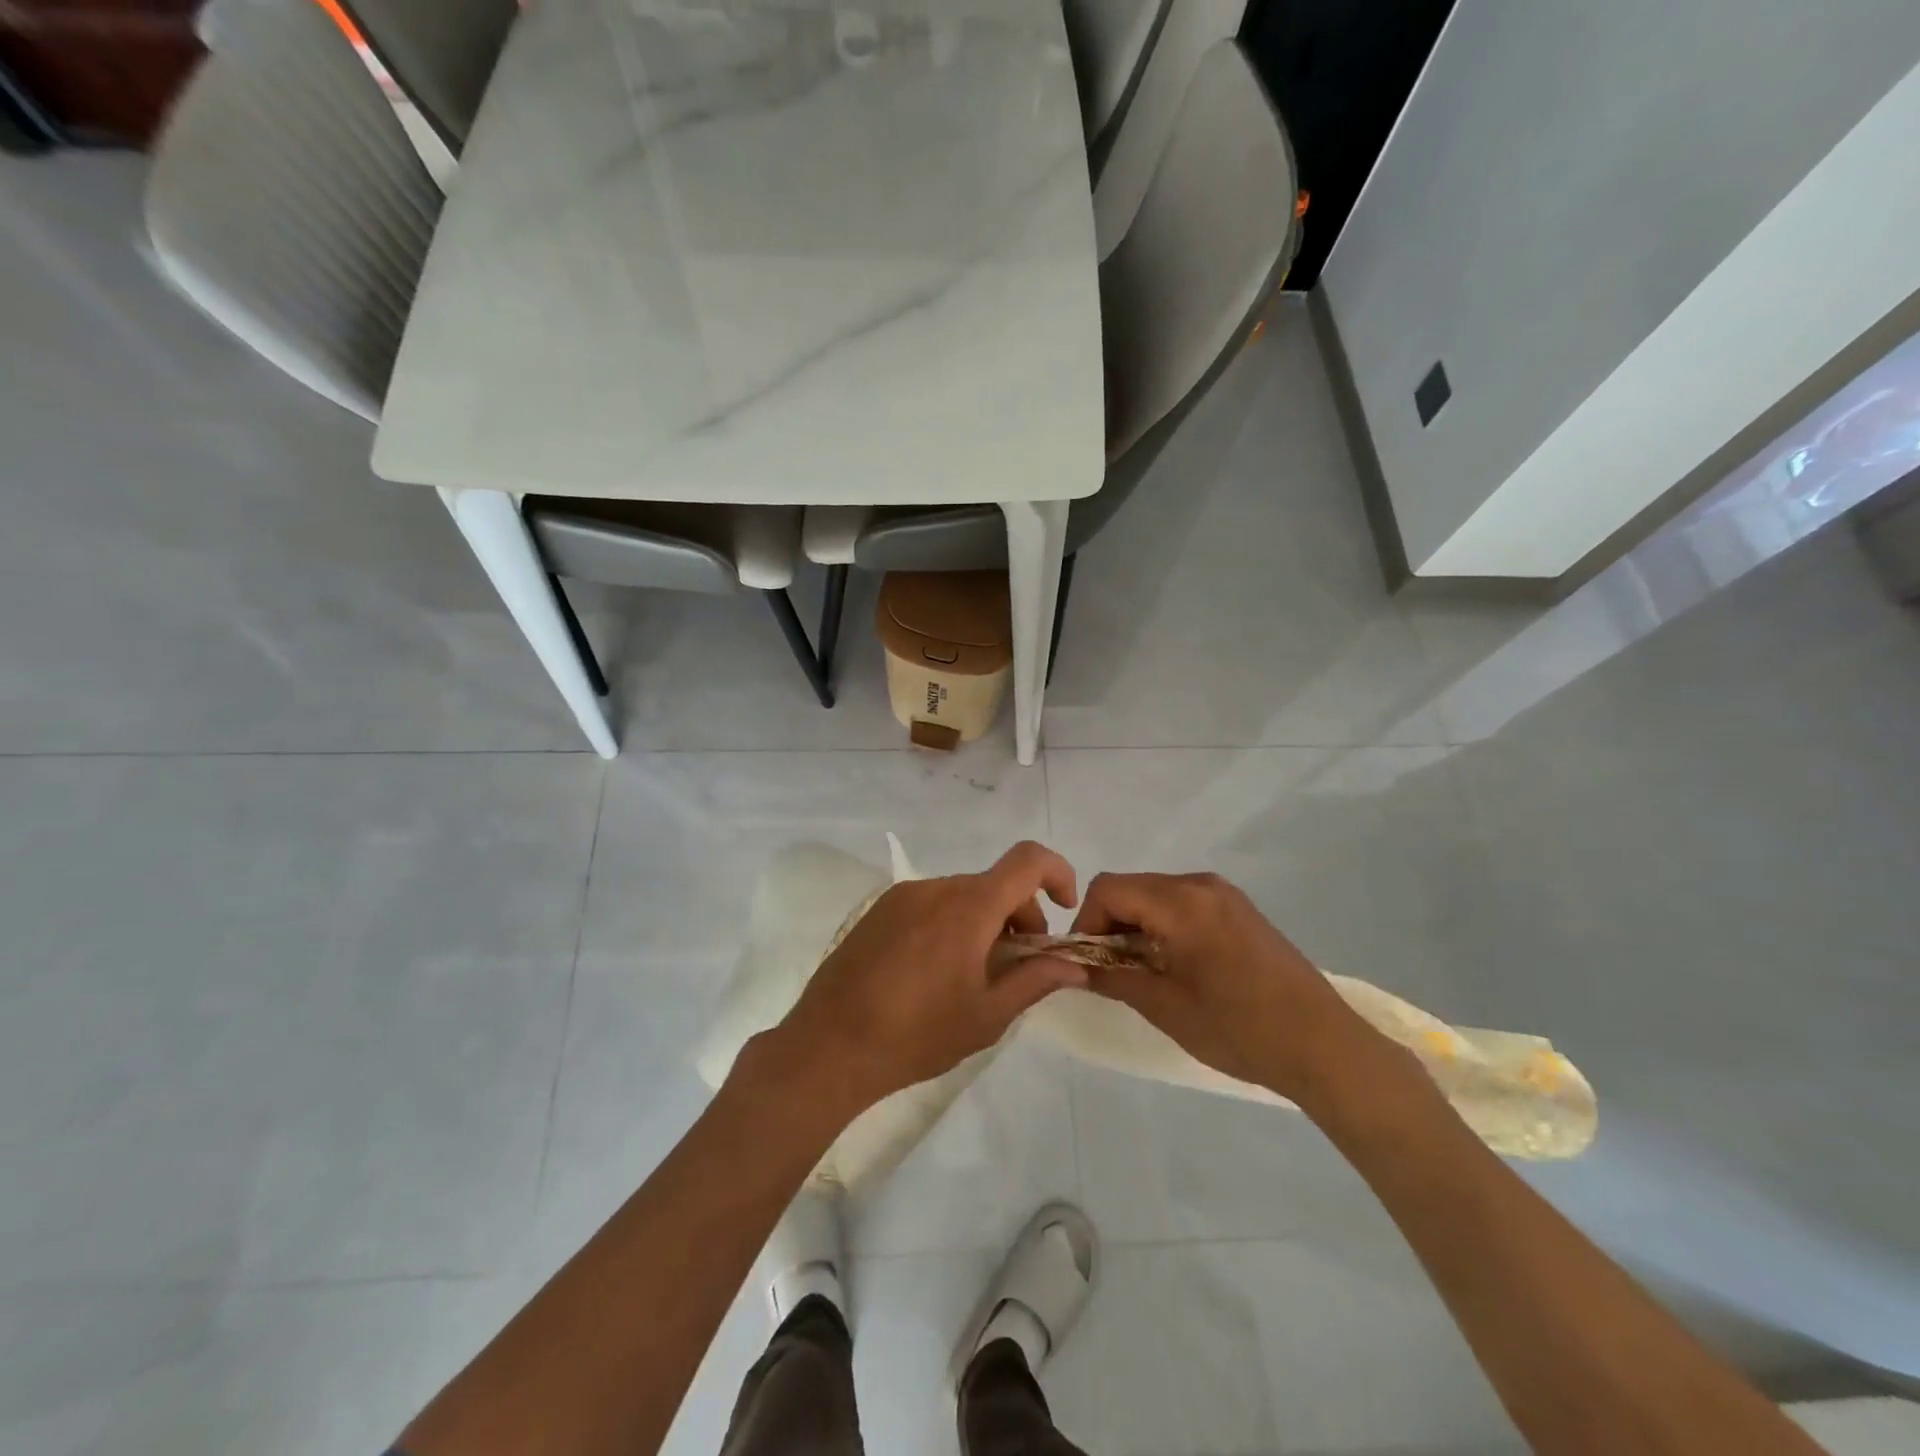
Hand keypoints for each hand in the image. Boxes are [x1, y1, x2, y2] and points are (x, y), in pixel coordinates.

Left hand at [751, 842, 1085, 1119]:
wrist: (829, 1045)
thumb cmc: (917, 1034)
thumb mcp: (987, 1016)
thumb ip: (1035, 981)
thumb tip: (1073, 965)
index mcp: (969, 906)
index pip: (1027, 859)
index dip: (1056, 873)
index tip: (1063, 909)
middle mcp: (936, 887)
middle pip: (994, 884)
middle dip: (1019, 916)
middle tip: (1016, 967)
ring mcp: (902, 896)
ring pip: (962, 895)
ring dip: (983, 922)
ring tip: (971, 975)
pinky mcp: (878, 910)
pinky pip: (930, 903)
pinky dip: (950, 923)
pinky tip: (934, 972)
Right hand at [1071, 871, 1381, 1105]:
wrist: (1323, 1046)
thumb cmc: (1238, 1028)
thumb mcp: (1165, 1007)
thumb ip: (1113, 977)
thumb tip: (1076, 966)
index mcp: (1180, 902)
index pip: (1108, 889)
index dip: (1087, 922)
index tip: (1089, 963)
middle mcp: (1201, 885)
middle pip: (1132, 888)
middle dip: (1111, 924)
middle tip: (1113, 972)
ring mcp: (1225, 895)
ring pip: (1157, 895)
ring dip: (1138, 926)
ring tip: (1145, 972)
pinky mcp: (1241, 910)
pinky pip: (1185, 904)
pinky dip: (1166, 926)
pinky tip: (1178, 966)